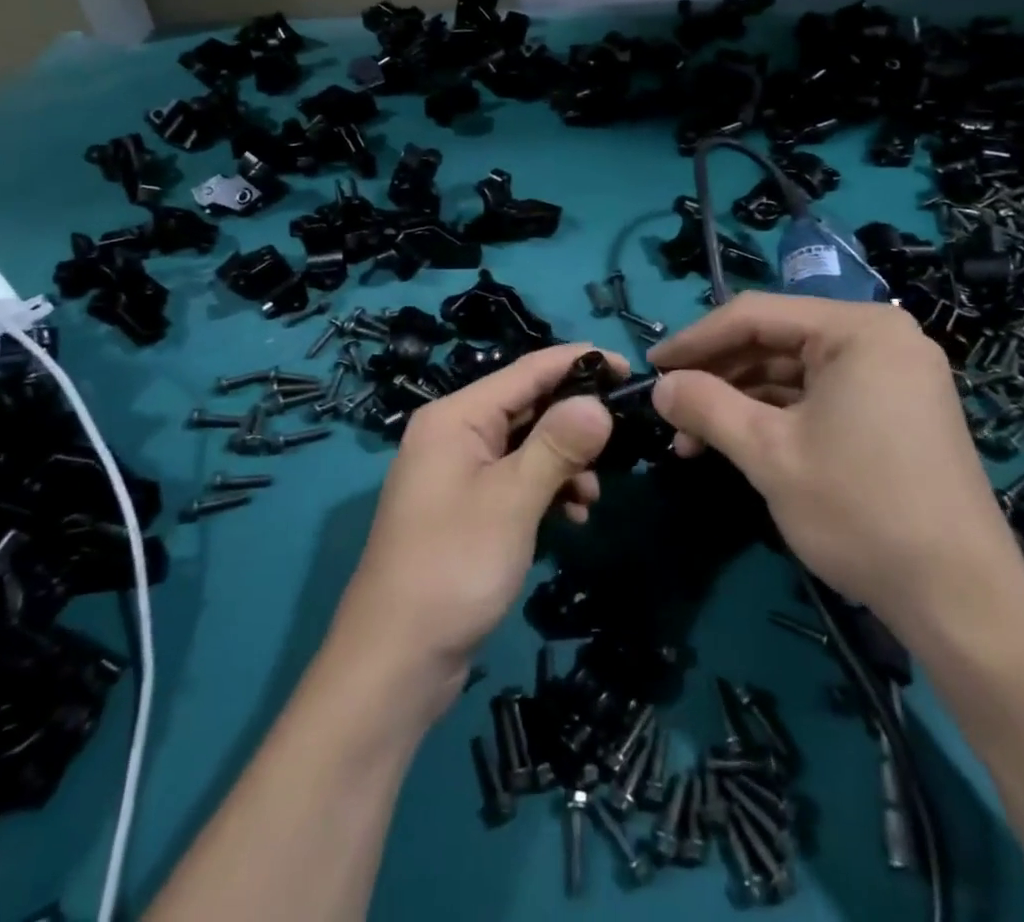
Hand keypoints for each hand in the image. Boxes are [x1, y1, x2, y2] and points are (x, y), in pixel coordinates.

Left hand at [330, 343, 627, 709]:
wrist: (396, 660)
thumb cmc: (453, 566)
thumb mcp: (513, 500)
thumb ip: (557, 445)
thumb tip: (597, 402)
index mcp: (455, 416)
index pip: (526, 370)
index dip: (578, 363)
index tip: (627, 367)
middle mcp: (453, 433)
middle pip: (526, 405)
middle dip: (574, 420)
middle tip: (622, 438)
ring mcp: (457, 472)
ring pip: (524, 445)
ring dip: (564, 462)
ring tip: (591, 496)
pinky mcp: (465, 507)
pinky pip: (515, 479)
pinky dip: (545, 489)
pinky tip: (571, 517)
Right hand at [650, 293, 1023, 643]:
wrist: (962, 603)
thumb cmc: (861, 511)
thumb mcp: (769, 453)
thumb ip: (706, 406)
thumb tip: (659, 386)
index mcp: (858, 329)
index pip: (755, 315)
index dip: (695, 340)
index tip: (651, 368)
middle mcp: (881, 338)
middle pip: (775, 340)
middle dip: (717, 377)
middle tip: (670, 410)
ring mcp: (893, 376)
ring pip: (794, 372)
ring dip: (741, 401)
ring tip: (694, 439)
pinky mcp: (896, 412)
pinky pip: (820, 396)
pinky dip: (776, 416)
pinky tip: (737, 442)